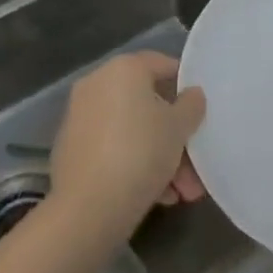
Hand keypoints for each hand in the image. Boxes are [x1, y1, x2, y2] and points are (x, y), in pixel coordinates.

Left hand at [49, 51, 206, 245]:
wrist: (87, 208)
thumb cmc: (140, 152)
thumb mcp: (178, 128)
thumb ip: (191, 106)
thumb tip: (192, 94)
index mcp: (123, 69)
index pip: (161, 64)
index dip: (185, 85)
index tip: (201, 110)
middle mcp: (98, 84)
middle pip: (147, 104)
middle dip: (175, 137)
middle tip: (195, 167)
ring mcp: (81, 116)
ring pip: (132, 130)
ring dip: (160, 157)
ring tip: (181, 193)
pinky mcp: (71, 149)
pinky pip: (112, 148)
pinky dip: (134, 165)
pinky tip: (158, 196)